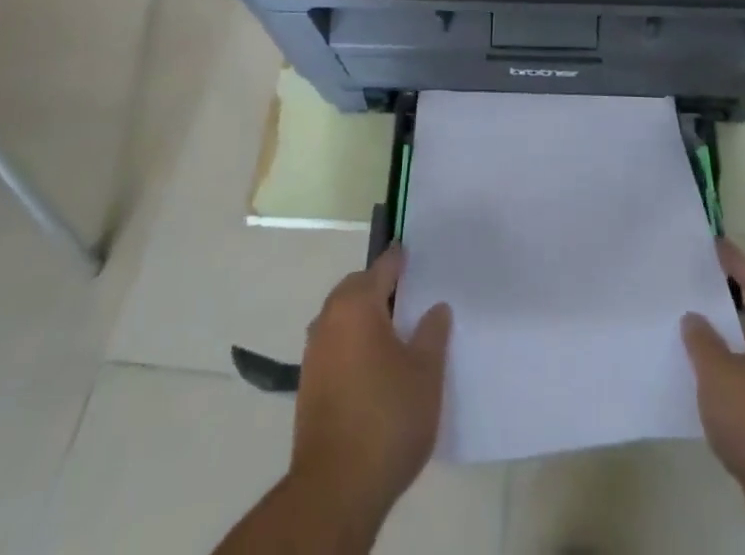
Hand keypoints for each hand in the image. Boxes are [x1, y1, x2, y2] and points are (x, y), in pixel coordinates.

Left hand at [291, 247, 450, 525]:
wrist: (336, 489)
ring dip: (365, 317)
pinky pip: (335, 345)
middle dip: (380, 287)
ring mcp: (314, 354)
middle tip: (411, 296)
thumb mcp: (426, 372)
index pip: (383, 267)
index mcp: (357, 305)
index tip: (417, 255)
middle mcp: (329, 320)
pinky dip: (353, 343)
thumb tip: (436, 308)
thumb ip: (432, 332)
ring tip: (397, 334)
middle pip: (357, 288)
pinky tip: (376, 367)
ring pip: (342, 318)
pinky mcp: (308, 386)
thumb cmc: (387, 418)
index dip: (401, 260)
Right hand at [681, 240, 744, 525]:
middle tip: (690, 283)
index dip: (733, 261)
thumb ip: (701, 340)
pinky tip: (702, 378)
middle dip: (724, 304)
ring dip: (725, 345)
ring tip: (687, 328)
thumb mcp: (720, 372)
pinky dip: (731, 377)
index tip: (711, 243)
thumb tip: (695, 319)